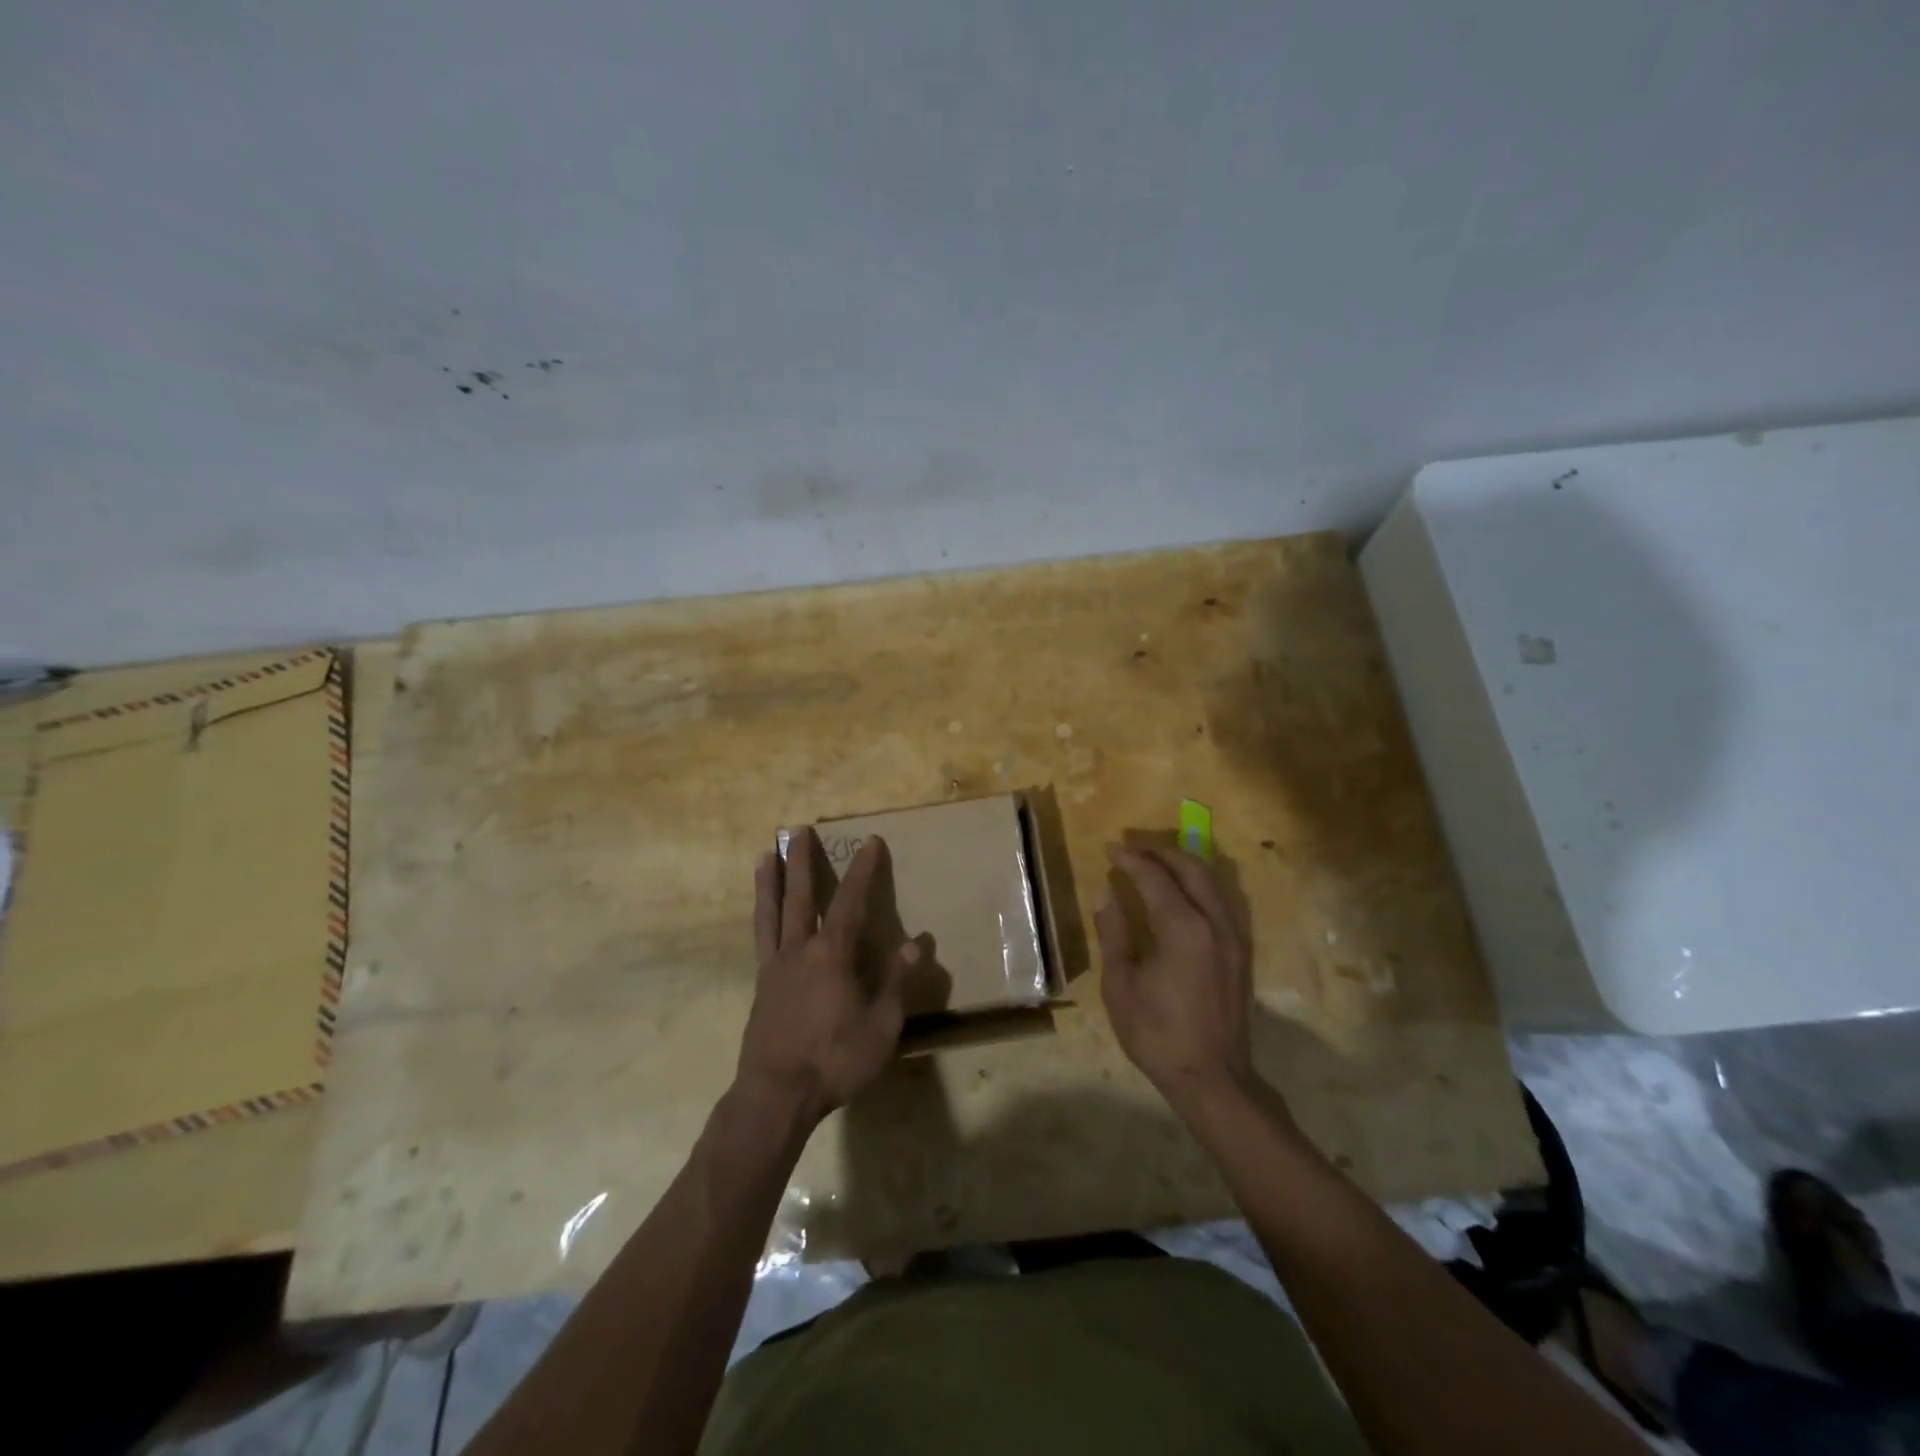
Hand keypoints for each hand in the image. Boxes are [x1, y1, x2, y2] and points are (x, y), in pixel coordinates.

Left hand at [735, 827, 916, 1127]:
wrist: (775, 1096)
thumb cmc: (834, 1060)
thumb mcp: (880, 1026)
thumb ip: (895, 982)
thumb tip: (914, 944)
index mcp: (831, 955)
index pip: (850, 902)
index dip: (862, 871)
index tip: (869, 841)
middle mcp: (799, 951)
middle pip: (799, 896)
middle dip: (801, 861)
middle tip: (798, 830)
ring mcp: (774, 968)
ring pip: (770, 913)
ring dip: (769, 881)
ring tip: (763, 855)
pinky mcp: (760, 987)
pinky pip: (760, 939)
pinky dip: (761, 917)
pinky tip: (763, 915)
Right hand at [1096, 844, 1254, 1104]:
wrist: (1212, 1078)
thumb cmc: (1157, 1033)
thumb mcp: (1121, 984)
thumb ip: (1114, 932)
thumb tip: (1105, 892)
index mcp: (1182, 929)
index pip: (1155, 878)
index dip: (1131, 859)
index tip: (1111, 848)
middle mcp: (1214, 923)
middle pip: (1191, 869)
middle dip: (1161, 852)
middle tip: (1134, 847)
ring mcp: (1233, 937)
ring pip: (1213, 881)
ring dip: (1185, 864)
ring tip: (1158, 861)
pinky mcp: (1241, 952)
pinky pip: (1224, 900)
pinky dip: (1203, 883)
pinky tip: (1187, 891)